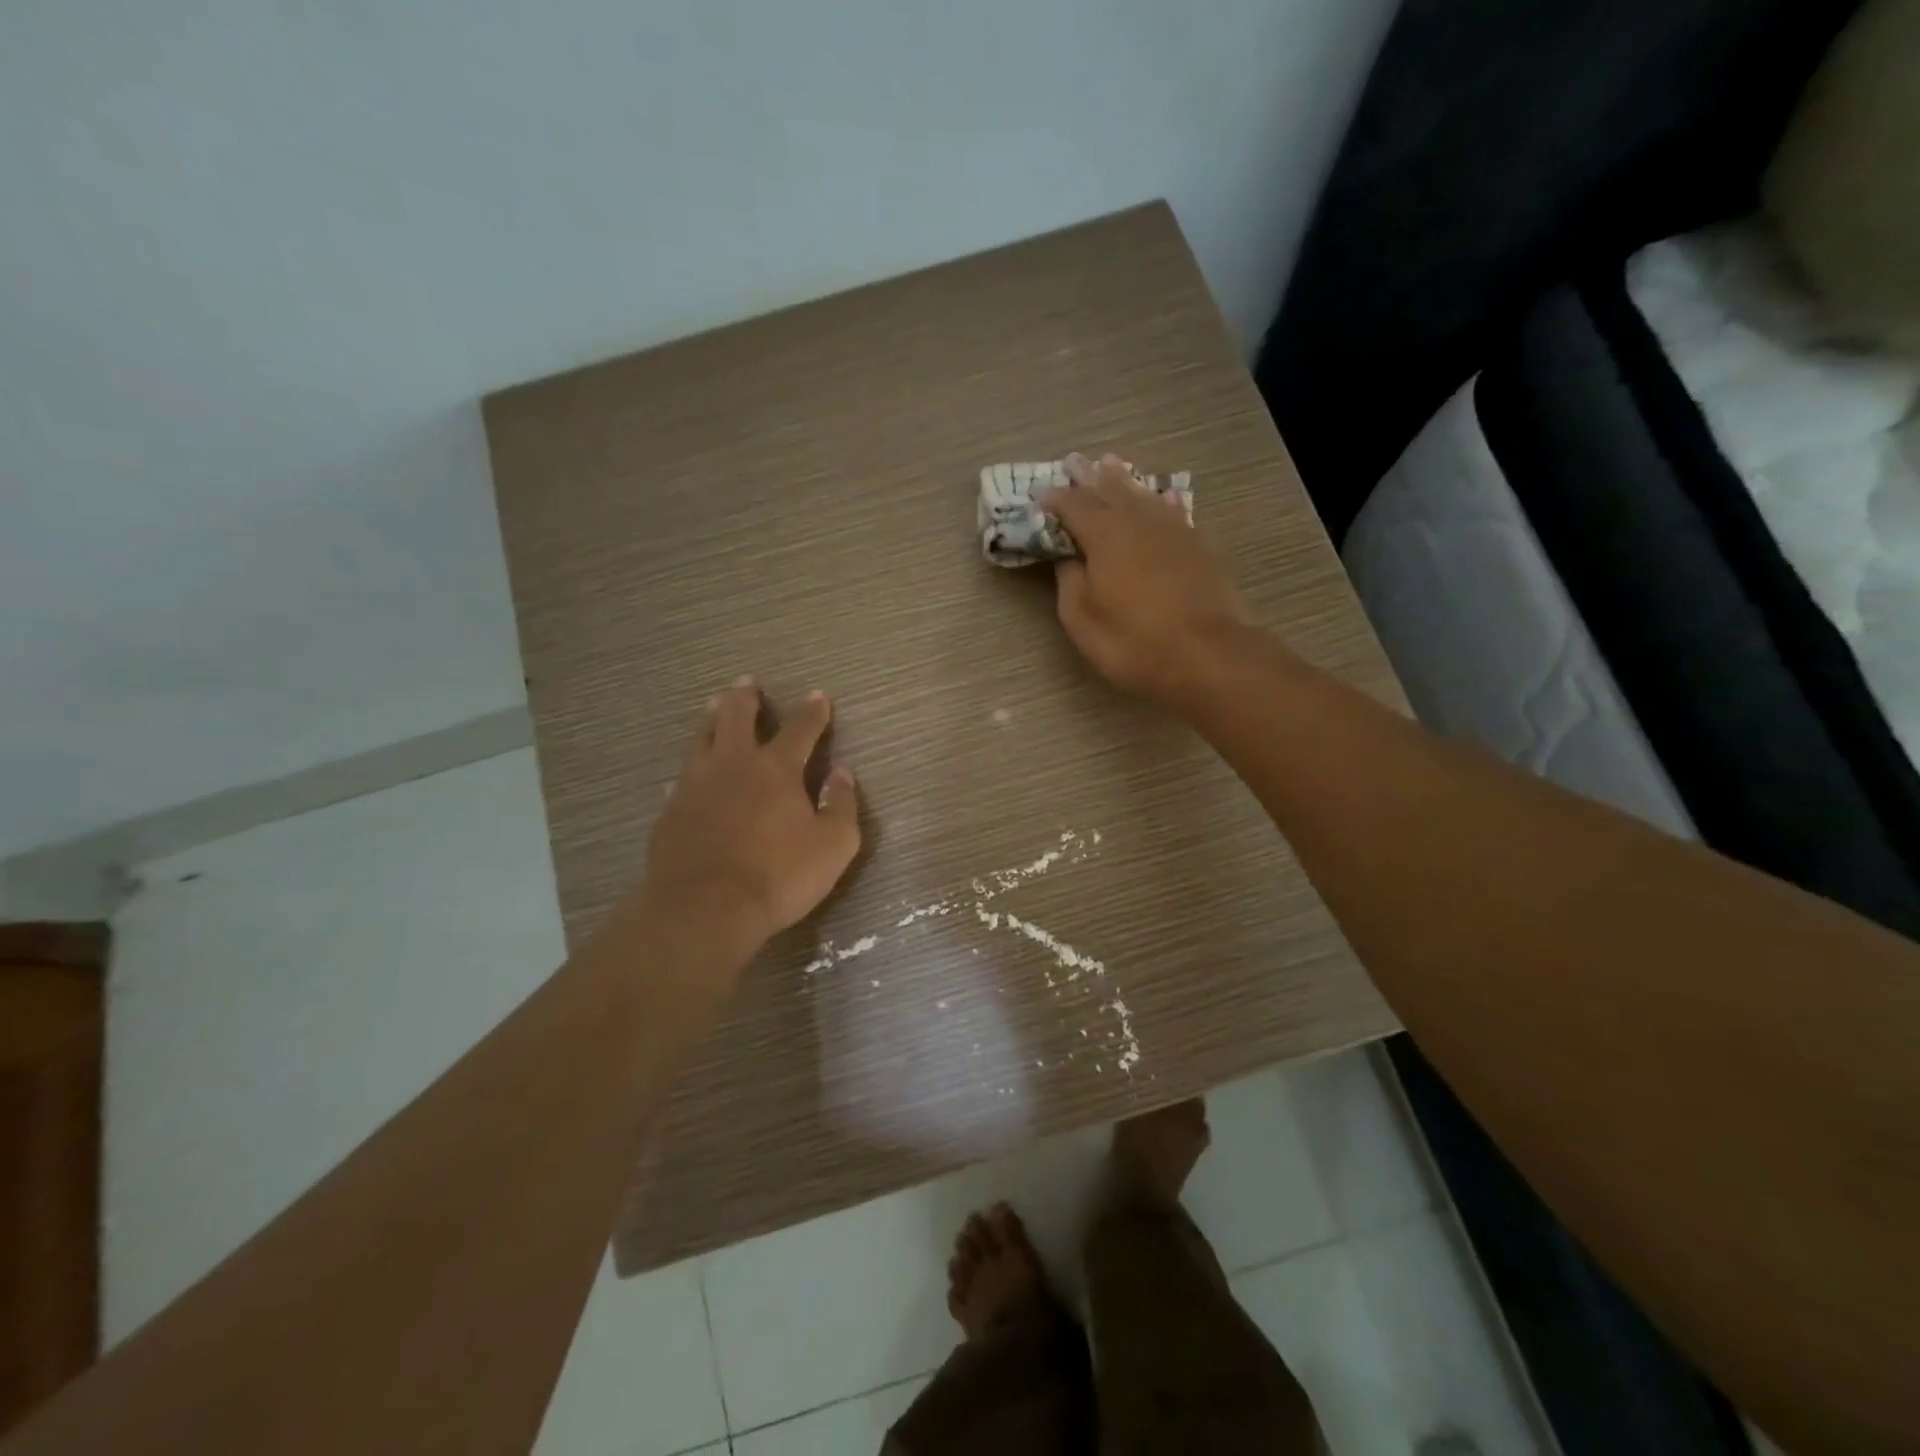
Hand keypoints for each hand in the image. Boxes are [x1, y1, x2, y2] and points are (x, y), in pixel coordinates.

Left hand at [640, 678, 861, 963]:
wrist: (705, 909)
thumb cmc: (778, 876)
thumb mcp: (833, 845)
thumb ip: (841, 805)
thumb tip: (842, 773)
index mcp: (776, 769)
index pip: (800, 730)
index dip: (812, 712)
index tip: (818, 695)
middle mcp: (733, 765)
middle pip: (736, 718)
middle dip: (746, 698)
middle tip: (747, 683)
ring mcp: (695, 785)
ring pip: (701, 738)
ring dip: (711, 718)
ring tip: (713, 704)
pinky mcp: (670, 811)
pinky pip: (681, 778)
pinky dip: (690, 768)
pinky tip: (687, 773)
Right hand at [1041, 453, 1251, 701]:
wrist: (1208, 655)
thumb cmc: (1134, 643)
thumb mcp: (1083, 621)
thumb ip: (1070, 582)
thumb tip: (1067, 557)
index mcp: (1104, 536)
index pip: (1073, 506)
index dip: (1054, 499)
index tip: (1039, 495)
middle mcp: (1138, 522)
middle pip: (1109, 490)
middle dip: (1088, 477)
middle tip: (1074, 463)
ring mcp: (1173, 530)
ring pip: (1142, 495)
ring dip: (1122, 479)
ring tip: (1109, 465)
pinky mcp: (1198, 545)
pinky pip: (1173, 510)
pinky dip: (1160, 500)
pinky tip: (1162, 497)